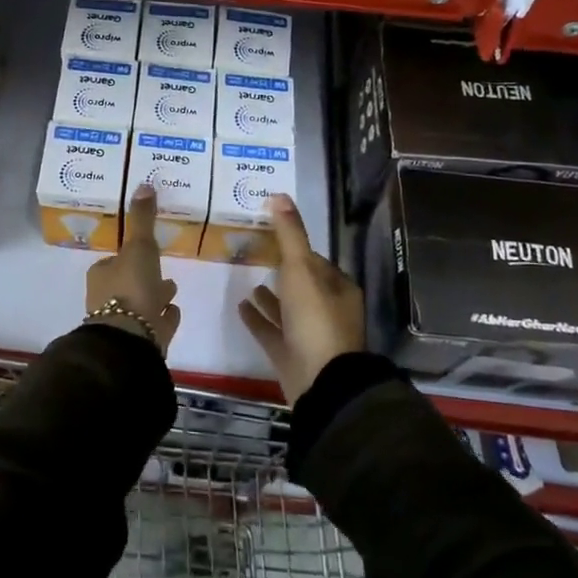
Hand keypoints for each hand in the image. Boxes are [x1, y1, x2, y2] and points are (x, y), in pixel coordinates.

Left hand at [86, 185, 181, 353]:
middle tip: (161, 270)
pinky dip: (164, 318)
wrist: (130, 339)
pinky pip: (155, 324)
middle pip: (128, 283)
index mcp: (103, 276)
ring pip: (142, 305)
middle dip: (144, 277)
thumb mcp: (138, 246)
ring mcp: (124, 323)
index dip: (128, 256)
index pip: (114, 261)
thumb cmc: (130, 288)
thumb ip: (142, 219)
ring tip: (172, 289)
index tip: (143, 250)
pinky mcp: (141, 341)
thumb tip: (144, 184)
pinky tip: (174, 312)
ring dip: (155, 296)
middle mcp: (107, 299)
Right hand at [238, 194, 364, 402]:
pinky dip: (258, 318)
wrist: (320, 382)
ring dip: (270, 296)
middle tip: (254, 253)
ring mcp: (310, 336)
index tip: (272, 234)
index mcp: (338, 288)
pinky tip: (240, 306)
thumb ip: (289, 233)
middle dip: (282, 271)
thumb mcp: (301, 268)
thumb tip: (279, 195)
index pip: (315, 260)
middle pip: (302, 284)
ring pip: (288, 309)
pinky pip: (272, 331)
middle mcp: (328, 310)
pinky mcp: (291, 356)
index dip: (296, 247)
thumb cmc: (315, 319)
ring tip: (247, 280)